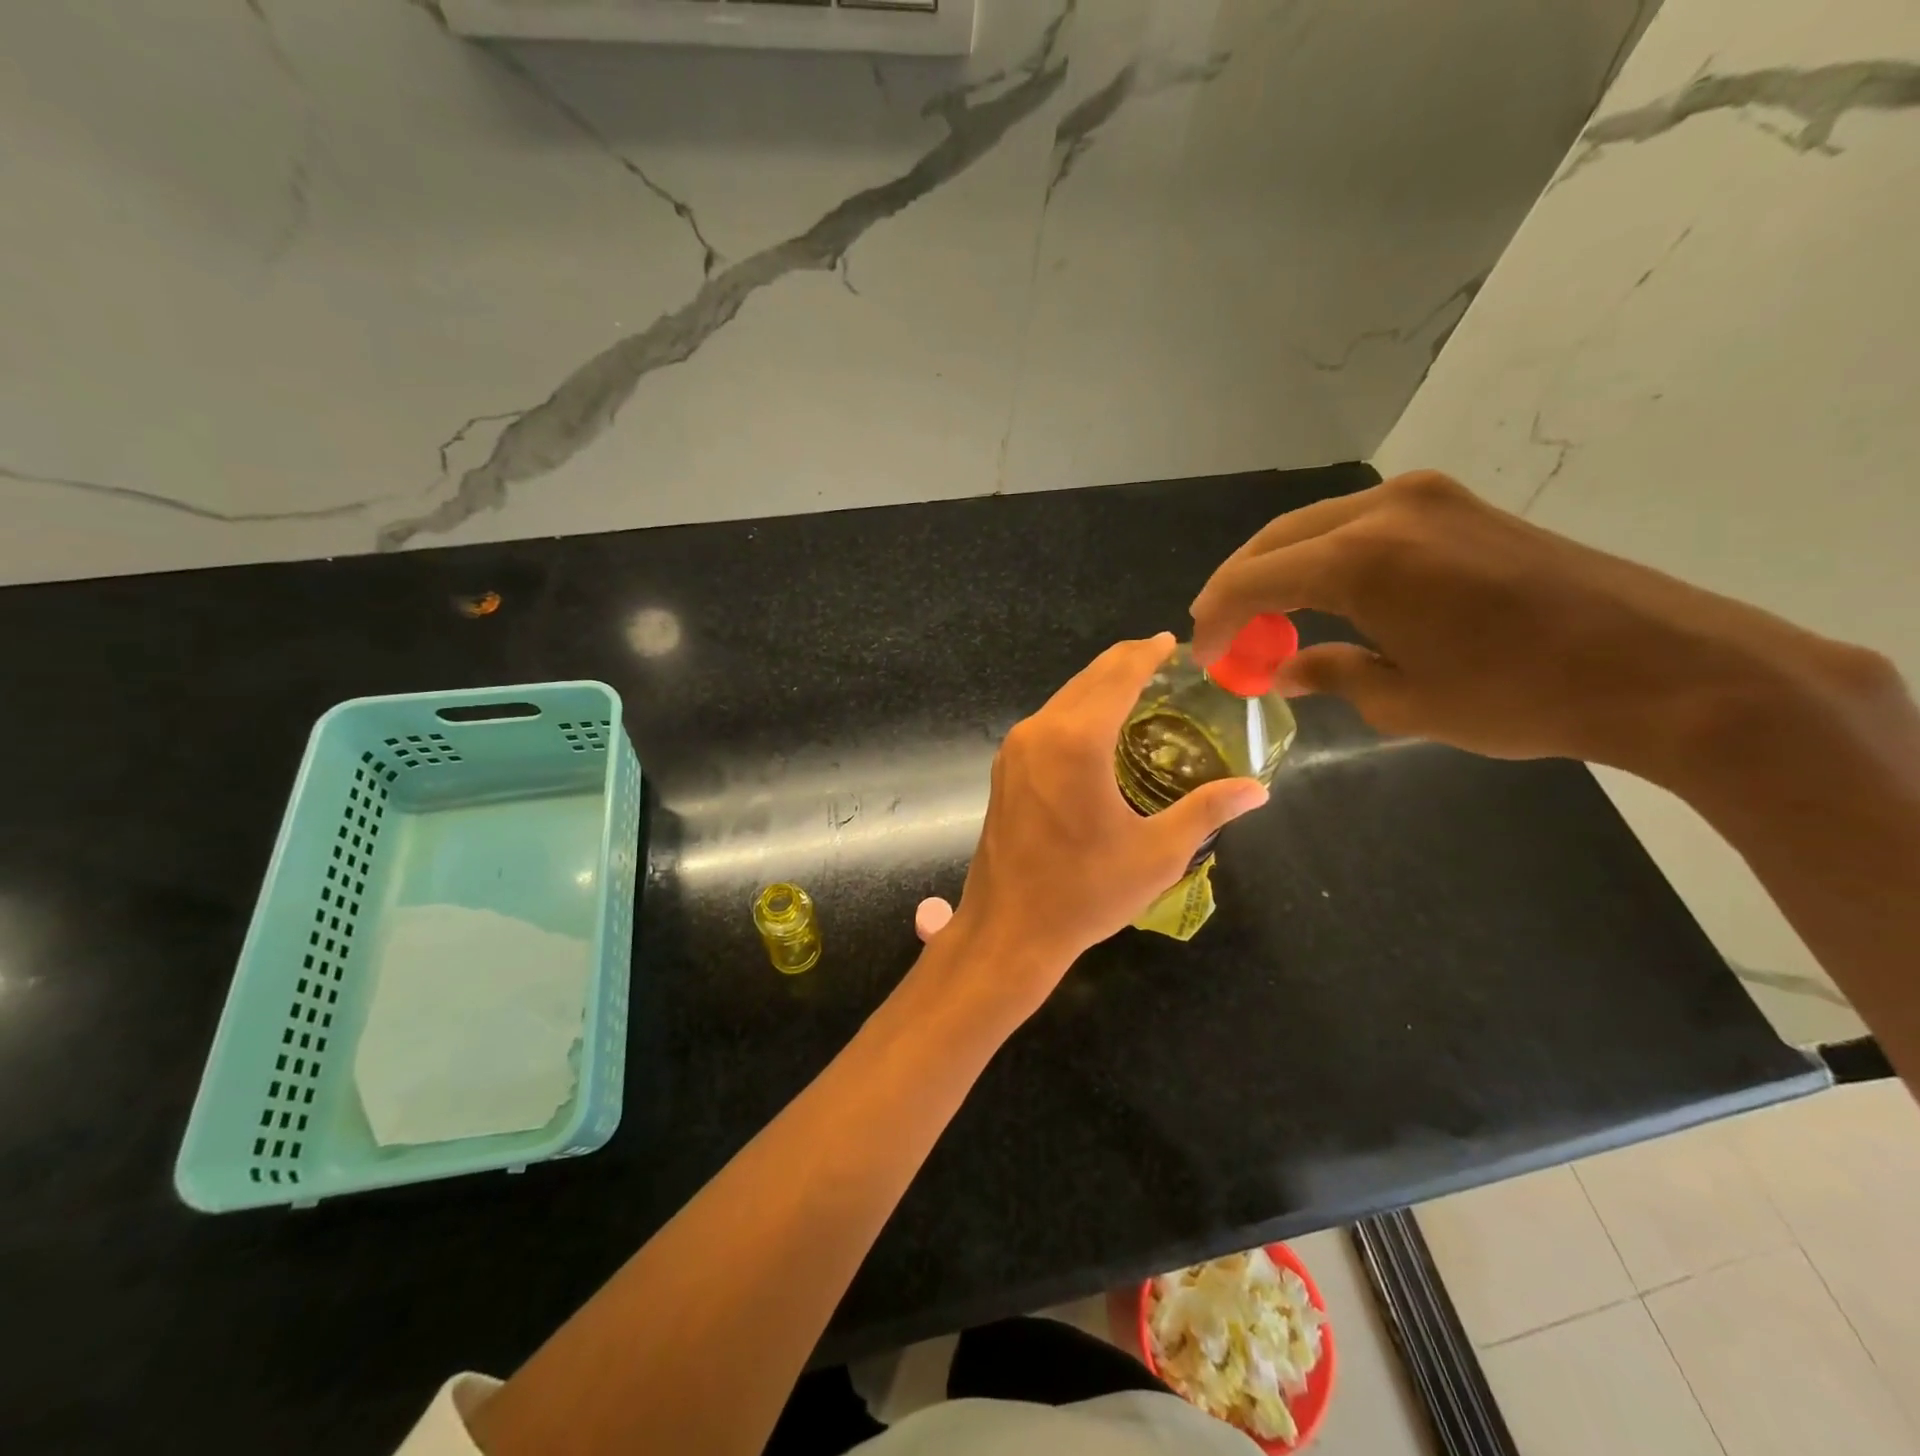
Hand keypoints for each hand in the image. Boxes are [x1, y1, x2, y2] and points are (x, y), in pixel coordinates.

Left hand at [941, 635, 1267, 1017]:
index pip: (1118, 675)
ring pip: (1063, 699)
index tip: (1172, 642)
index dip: (1147, 654)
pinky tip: (1099, 729)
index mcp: (1076, 741)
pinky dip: (1077, 712)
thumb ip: (1207, 810)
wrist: (1009, 929)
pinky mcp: (1005, 769)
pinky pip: (1047, 723)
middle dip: (1125, 664)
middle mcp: (1039, 731)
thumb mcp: (1157, 853)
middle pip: (1088, 679)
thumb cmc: (1085, 892)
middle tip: (1164, 662)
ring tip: (1138, 690)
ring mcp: (1015, 750)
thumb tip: (1258, 789)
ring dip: (1099, 687)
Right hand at [1188, 471, 1879, 780]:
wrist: (1664, 665)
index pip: (1251, 581)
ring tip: (1265, 617)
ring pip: (1314, 526)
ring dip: (1278, 570)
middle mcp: (1383, 510)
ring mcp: (1425, 499)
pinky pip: (1358, 523)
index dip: (1216, 619)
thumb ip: (1330, 673)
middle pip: (1275, 542)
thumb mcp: (1404, 701)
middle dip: (1237, 588)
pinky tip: (1323, 595)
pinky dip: (1323, 557)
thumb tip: (1285, 669)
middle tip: (1222, 634)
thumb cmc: (1517, 695)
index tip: (1203, 656)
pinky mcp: (1457, 505)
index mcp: (1359, 559)